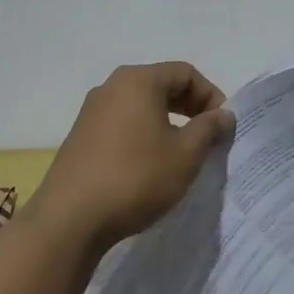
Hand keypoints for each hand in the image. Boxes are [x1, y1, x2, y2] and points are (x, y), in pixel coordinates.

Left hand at [32, 62, 234, 251]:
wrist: (70, 220)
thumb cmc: (136, 178)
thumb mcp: (185, 154)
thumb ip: (209, 128)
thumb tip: (223, 115)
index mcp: (138, 81)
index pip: (185, 73)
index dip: (211, 95)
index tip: (222, 125)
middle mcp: (111, 87)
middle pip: (161, 84)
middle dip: (190, 107)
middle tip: (207, 136)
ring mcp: (91, 111)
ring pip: (140, 105)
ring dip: (167, 121)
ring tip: (181, 152)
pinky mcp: (80, 136)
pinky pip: (122, 123)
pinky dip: (143, 133)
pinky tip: (149, 164)